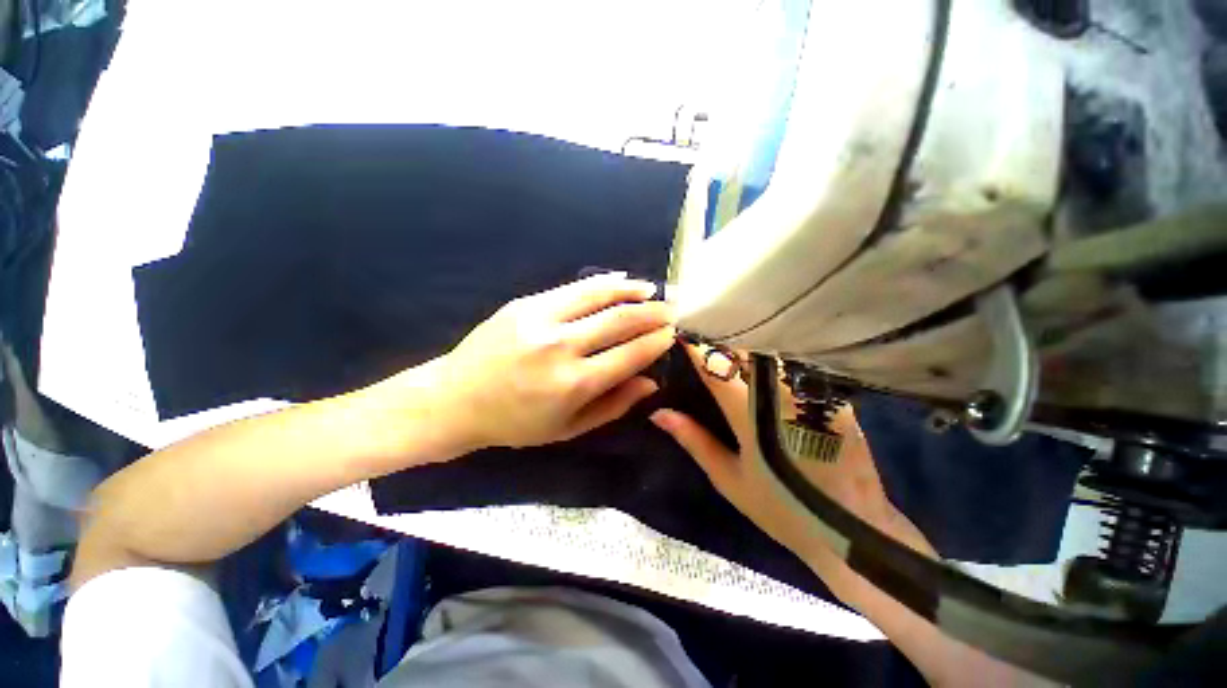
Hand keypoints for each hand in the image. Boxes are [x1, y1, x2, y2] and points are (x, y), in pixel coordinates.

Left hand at [435, 273, 675, 450]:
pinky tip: (618, 281)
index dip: (656, 342)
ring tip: (651, 289)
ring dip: (631, 290)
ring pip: (598, 294)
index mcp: (573, 383)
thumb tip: (651, 382)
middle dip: (652, 313)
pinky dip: (601, 283)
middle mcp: (561, 346)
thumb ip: (614, 405)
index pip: (630, 354)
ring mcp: (541, 319)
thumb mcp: (568, 429)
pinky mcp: (526, 304)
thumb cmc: (515, 423)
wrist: (456, 399)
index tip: (672, 334)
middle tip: (671, 309)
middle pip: (620, 320)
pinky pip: (573, 288)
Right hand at [650, 345, 932, 562]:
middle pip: (746, 349)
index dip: (697, 346)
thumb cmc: (782, 508)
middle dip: (721, 337)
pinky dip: (773, 353)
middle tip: (701, 330)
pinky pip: (795, 361)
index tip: (680, 332)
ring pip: (772, 350)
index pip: (717, 366)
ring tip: (728, 337)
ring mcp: (811, 390)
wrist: (853, 528)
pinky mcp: (832, 393)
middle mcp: (781, 392)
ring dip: (747, 342)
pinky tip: (763, 355)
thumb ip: (694, 440)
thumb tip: (659, 414)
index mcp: (750, 412)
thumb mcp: (729, 478)